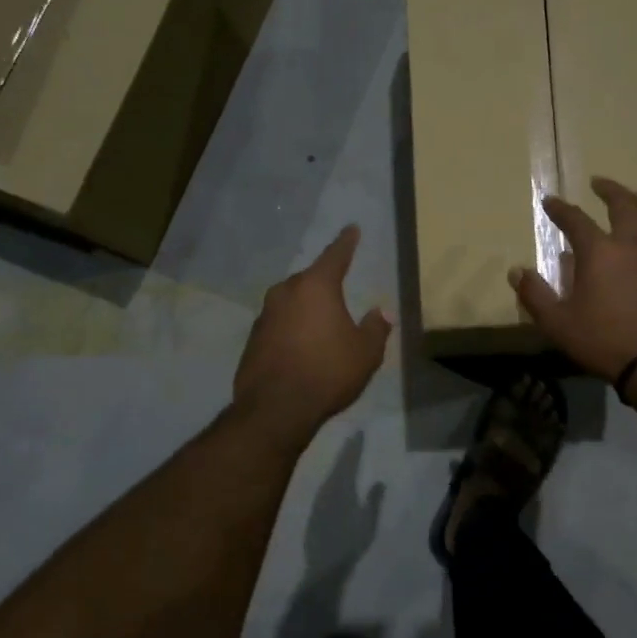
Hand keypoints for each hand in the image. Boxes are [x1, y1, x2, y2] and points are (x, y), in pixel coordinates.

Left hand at [235, 226, 392, 437]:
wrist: (276, 408)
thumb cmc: (328, 372)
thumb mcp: (365, 352)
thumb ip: (376, 328)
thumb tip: (382, 312)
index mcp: (316, 287)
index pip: (336, 255)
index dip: (346, 242)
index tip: (351, 229)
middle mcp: (286, 292)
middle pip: (310, 280)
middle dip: (324, 282)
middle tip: (339, 290)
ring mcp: (264, 315)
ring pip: (291, 302)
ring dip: (306, 309)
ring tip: (321, 325)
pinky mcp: (253, 339)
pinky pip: (279, 325)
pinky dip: (292, 330)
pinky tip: (302, 348)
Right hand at [508, 178, 636, 382]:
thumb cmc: (604, 340)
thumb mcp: (558, 323)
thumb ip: (535, 295)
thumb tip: (515, 272)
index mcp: (599, 251)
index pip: (575, 220)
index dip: (560, 209)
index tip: (550, 201)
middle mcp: (632, 244)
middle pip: (624, 204)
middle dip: (609, 190)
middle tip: (599, 183)